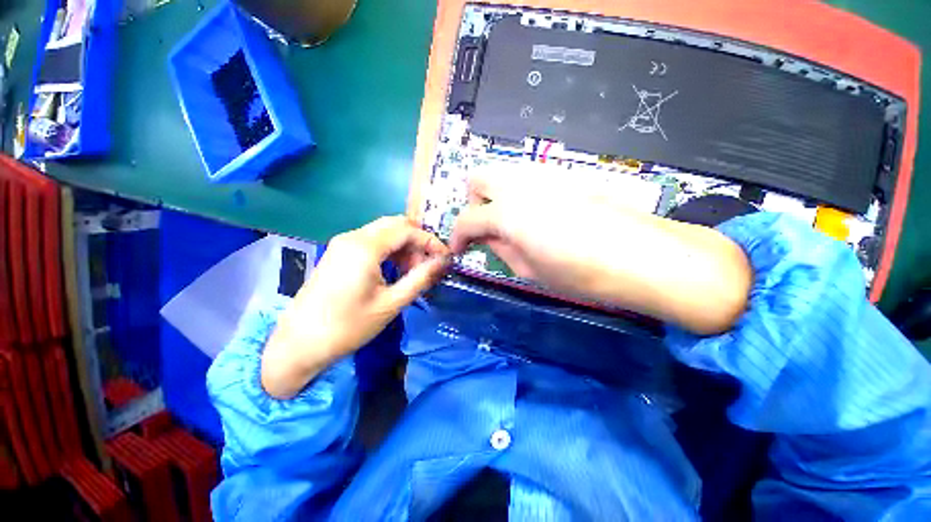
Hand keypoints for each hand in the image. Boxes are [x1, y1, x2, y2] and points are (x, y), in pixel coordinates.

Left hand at [262, 216, 449, 398]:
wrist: (299, 343)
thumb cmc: (348, 326)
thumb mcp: (391, 303)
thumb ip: (420, 278)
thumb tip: (443, 262)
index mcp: (365, 247)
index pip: (407, 230)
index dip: (430, 241)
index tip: (444, 258)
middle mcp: (353, 236)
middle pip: (395, 225)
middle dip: (417, 242)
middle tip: (426, 265)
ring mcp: (343, 243)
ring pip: (384, 232)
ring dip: (403, 246)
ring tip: (413, 271)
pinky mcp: (339, 252)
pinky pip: (372, 241)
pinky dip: (389, 250)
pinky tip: (395, 270)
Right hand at [449, 168, 750, 334]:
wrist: (643, 256)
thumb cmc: (581, 274)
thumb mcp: (529, 271)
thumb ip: (500, 249)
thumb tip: (488, 238)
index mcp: (506, 213)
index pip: (466, 219)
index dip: (457, 237)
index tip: (460, 250)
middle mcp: (520, 184)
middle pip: (478, 179)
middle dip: (474, 204)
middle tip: (486, 229)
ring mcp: (543, 175)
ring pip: (503, 174)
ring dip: (496, 197)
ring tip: (513, 225)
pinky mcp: (565, 174)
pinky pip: (528, 178)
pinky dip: (520, 194)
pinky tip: (538, 216)